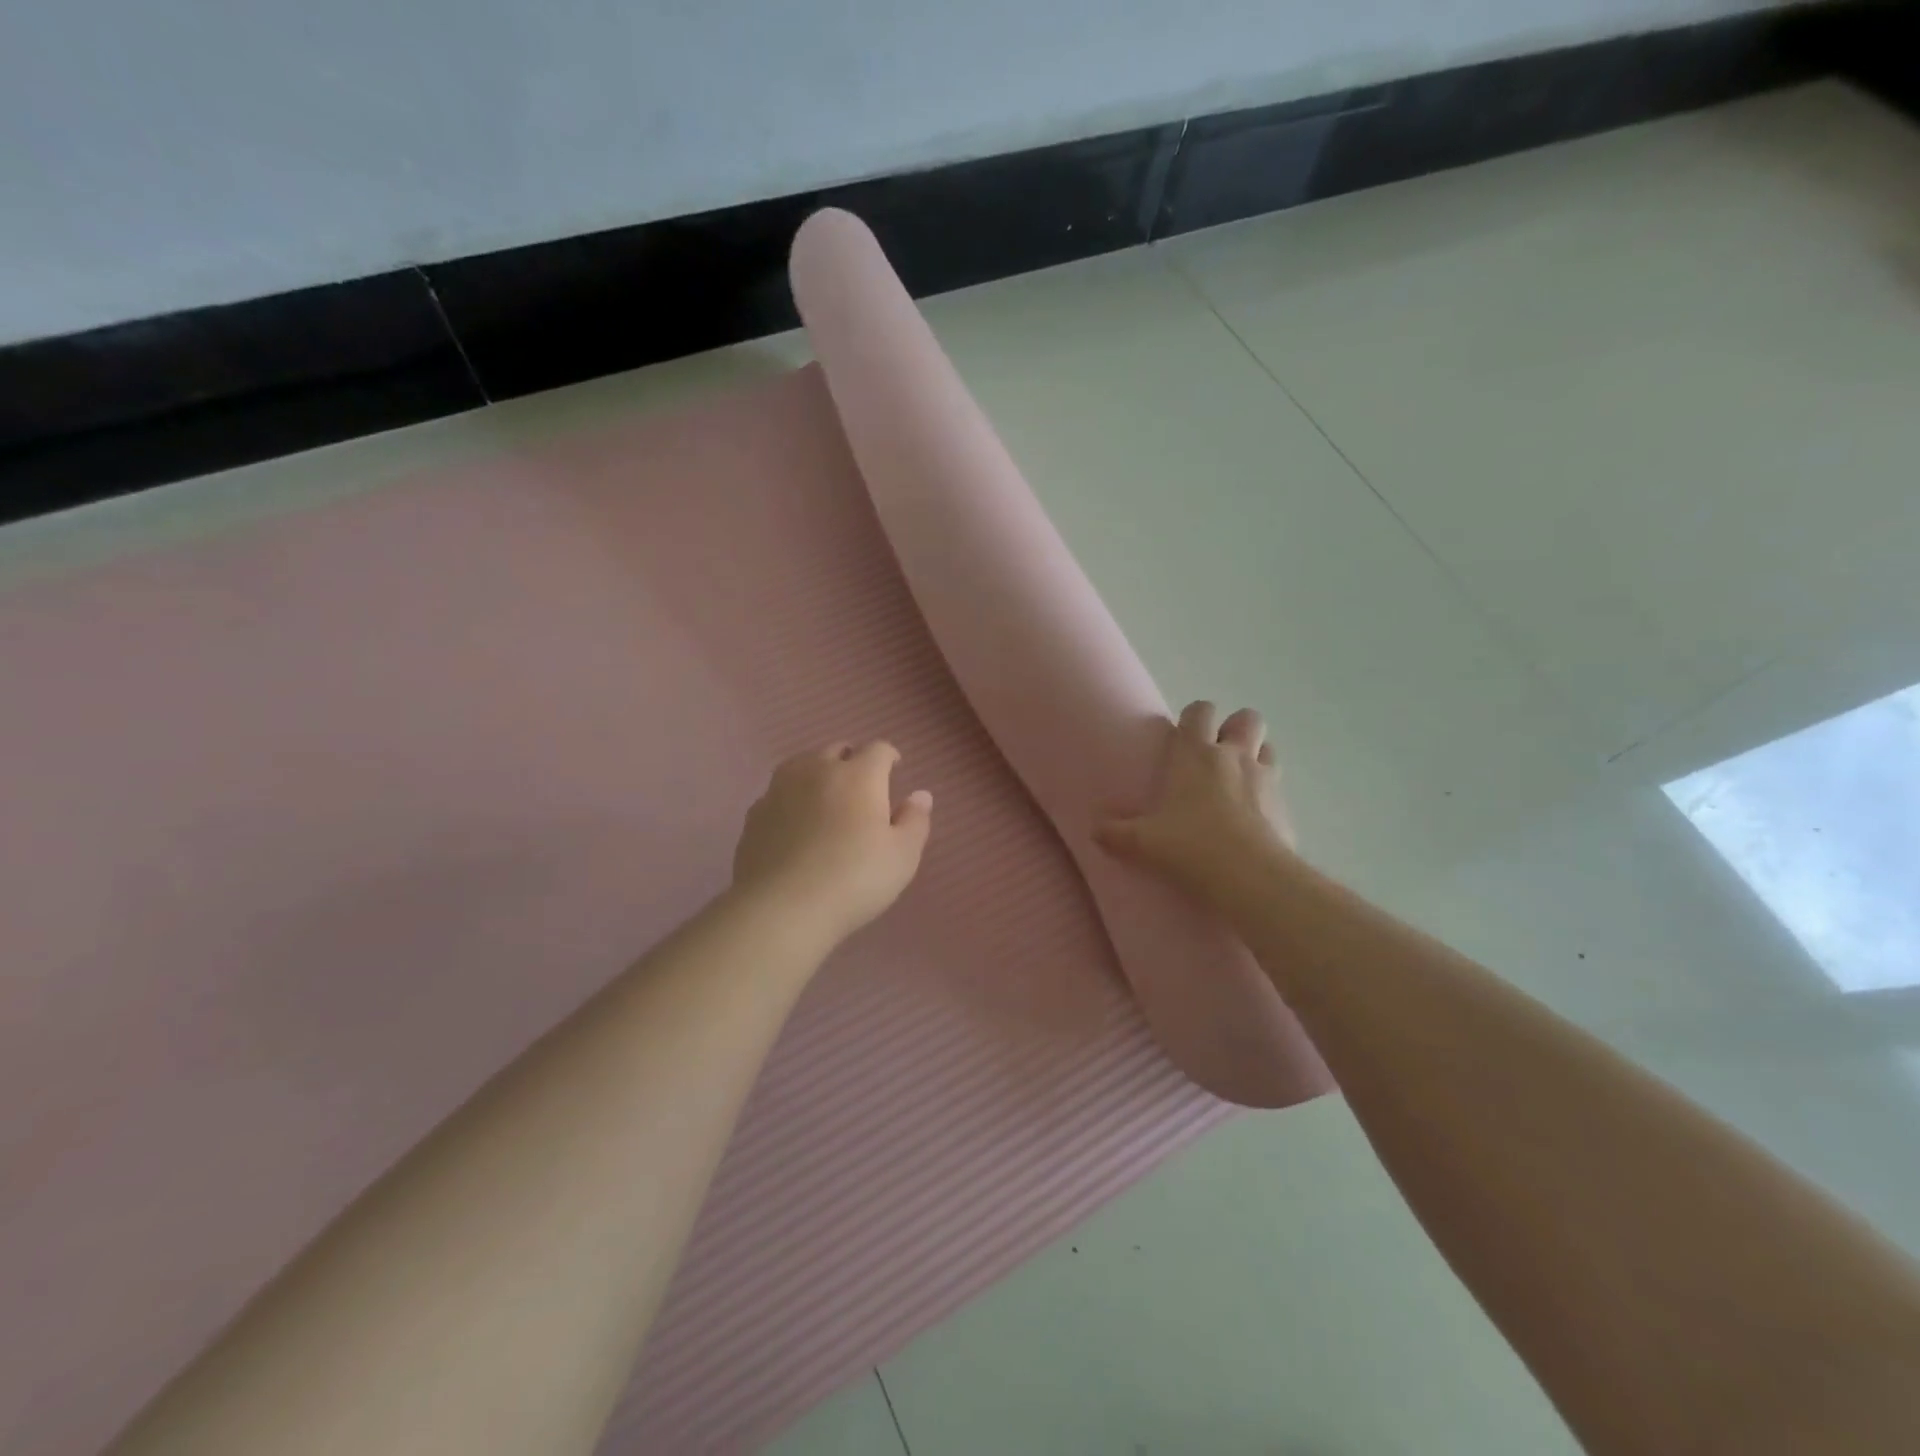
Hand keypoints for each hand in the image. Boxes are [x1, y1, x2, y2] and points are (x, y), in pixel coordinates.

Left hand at [732, 741, 933, 943]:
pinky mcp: (755, 814)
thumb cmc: (855, 879)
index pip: (878, 750)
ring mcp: (780, 790)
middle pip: (836, 750)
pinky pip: (778, 794)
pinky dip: (791, 799)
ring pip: (801, 765)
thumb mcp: (902, 856)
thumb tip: (920, 795)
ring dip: (817, 773)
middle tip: (861, 784)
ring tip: (824, 795)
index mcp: (859, 776)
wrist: (782, 908)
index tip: (894, 768)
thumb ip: (915, 820)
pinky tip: (794, 822)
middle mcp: (817, 771)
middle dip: (851, 760)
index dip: (888, 756)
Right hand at [1095, 701, 1292, 903]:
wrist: (1249, 877)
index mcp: (1195, 754)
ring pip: (1269, 748)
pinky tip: (1254, 818)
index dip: (1194, 717)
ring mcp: (1265, 779)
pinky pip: (1278, 788)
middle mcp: (1233, 756)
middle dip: (1235, 728)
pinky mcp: (1286, 806)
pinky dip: (1268, 795)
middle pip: (1247, 719)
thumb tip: (1095, 830)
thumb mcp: (1142, 842)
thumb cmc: (1190, 846)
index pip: (1200, 711)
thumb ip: (1116, 833)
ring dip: (1256, 757)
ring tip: (1239, 781)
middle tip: (1218, 753)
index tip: (1183, 735)